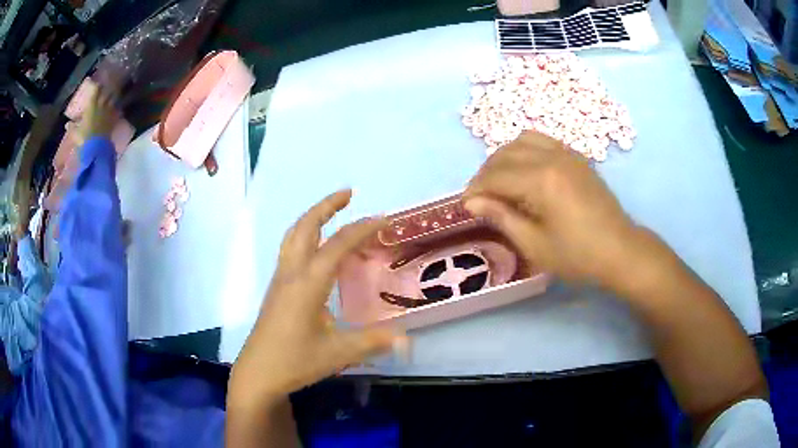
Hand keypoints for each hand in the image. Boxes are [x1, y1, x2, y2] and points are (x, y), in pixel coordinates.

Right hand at [75, 87, 117, 143]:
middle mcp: (102, 104)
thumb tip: (67, 124)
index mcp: (92, 104)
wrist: (96, 148)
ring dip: (112, 98)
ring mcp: (109, 111)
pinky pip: (117, 110)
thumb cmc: (84, 138)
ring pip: (113, 99)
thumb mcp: (75, 133)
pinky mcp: (114, 119)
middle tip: (105, 91)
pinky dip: (116, 109)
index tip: (97, 86)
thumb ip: (71, 127)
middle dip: (106, 90)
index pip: (96, 89)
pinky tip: (115, 110)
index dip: (97, 86)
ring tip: (111, 98)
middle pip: (107, 92)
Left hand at [229, 190, 403, 405]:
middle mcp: (292, 273)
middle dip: (326, 206)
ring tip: (331, 212)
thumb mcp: (338, 353)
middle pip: (305, 228)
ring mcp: (280, 280)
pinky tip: (317, 250)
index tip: (383, 219)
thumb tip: (406, 338)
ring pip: (293, 236)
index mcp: (308, 283)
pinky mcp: (277, 289)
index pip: (337, 246)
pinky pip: (290, 250)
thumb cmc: (295, 361)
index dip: (361, 229)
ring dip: (312, 218)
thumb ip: (373, 342)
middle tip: (347, 194)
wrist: (258, 373)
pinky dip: (305, 236)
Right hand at [464, 131, 643, 291]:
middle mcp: (552, 157)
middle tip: (480, 197)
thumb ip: (501, 217)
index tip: (465, 206)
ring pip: (522, 140)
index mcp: (541, 181)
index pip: (495, 176)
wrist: (620, 250)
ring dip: (504, 157)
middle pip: (505, 154)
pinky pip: (542, 141)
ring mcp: (566, 153)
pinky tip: (525, 171)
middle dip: (485, 173)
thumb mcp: (534, 244)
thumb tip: (471, 201)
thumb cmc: (577, 255)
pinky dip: (524, 150)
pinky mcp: (576, 157)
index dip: (475, 189)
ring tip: (500, 181)